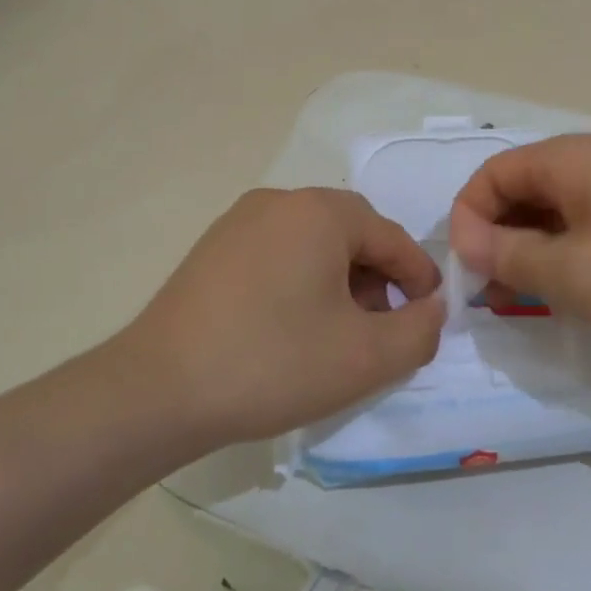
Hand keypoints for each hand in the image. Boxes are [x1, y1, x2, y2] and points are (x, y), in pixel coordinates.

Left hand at [120, 188, 444, 447]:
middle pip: (351, 234)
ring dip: (338, 281)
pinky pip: (276, 254)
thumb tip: (431, 308)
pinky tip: (291, 327)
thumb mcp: (366, 357)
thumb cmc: (274, 363)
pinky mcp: (212, 249)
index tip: (428, 317)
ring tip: (337, 333)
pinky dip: (300, 282)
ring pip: (312, 244)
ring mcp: (238, 222)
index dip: (418, 277)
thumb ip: (419, 330)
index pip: (390, 236)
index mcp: (319, 212)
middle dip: (377, 279)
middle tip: (381, 328)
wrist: (159, 389)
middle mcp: (279, 201)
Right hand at [448, 134, 590, 363]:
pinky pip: (588, 232)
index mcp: (570, 160)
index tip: (469, 271)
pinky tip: (574, 299)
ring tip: (528, 303)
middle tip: (492, 294)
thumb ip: (510, 254)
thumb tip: (466, 239)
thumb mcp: (574, 273)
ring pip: (555, 216)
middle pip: (521, 191)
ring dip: (531, 254)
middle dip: (498, 238)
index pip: (492, 174)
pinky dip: (567, 260)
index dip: (468, 218)